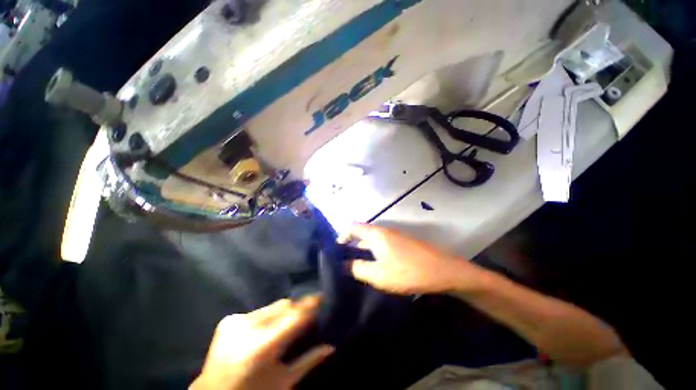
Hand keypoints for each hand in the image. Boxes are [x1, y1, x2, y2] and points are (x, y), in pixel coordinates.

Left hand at [191, 296, 333, 389]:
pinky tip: (266, 329)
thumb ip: (308, 361)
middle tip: (306, 314)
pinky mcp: (228, 320)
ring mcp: (236, 321)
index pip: (295, 316)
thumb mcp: (283, 382)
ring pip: (272, 307)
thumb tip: (331, 346)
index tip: (322, 297)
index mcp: (263, 347)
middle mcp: (248, 328)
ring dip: (282, 313)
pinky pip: (258, 311)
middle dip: (297, 308)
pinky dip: (267, 317)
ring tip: (286, 323)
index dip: (310, 305)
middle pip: (284, 306)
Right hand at [338, 223, 483, 294]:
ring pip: (373, 240)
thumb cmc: (407, 271)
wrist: (443, 270)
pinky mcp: (402, 243)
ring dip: (363, 250)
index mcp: (376, 234)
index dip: (342, 236)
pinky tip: (375, 265)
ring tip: (357, 265)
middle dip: (351, 245)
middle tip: (344, 261)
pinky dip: (374, 252)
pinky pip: (382, 244)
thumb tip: (344, 264)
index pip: (352, 227)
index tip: (336, 250)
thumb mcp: (378, 274)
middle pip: (362, 233)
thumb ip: (358, 268)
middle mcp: (384, 231)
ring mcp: (395, 236)